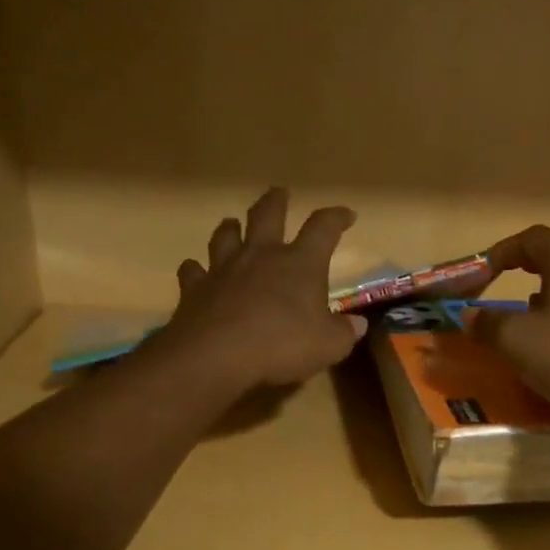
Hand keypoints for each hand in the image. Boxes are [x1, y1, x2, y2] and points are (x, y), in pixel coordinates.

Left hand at [155, 189, 368, 391]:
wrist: (216, 356)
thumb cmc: (282, 345)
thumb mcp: (329, 346)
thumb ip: (344, 332)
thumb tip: (356, 324)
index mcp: (300, 263)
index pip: (323, 228)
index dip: (336, 217)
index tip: (347, 215)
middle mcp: (261, 255)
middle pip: (268, 214)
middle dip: (276, 201)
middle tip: (281, 193)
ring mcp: (223, 269)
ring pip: (225, 235)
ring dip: (231, 227)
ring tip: (233, 224)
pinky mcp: (194, 289)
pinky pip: (193, 271)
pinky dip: (196, 268)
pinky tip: (196, 270)